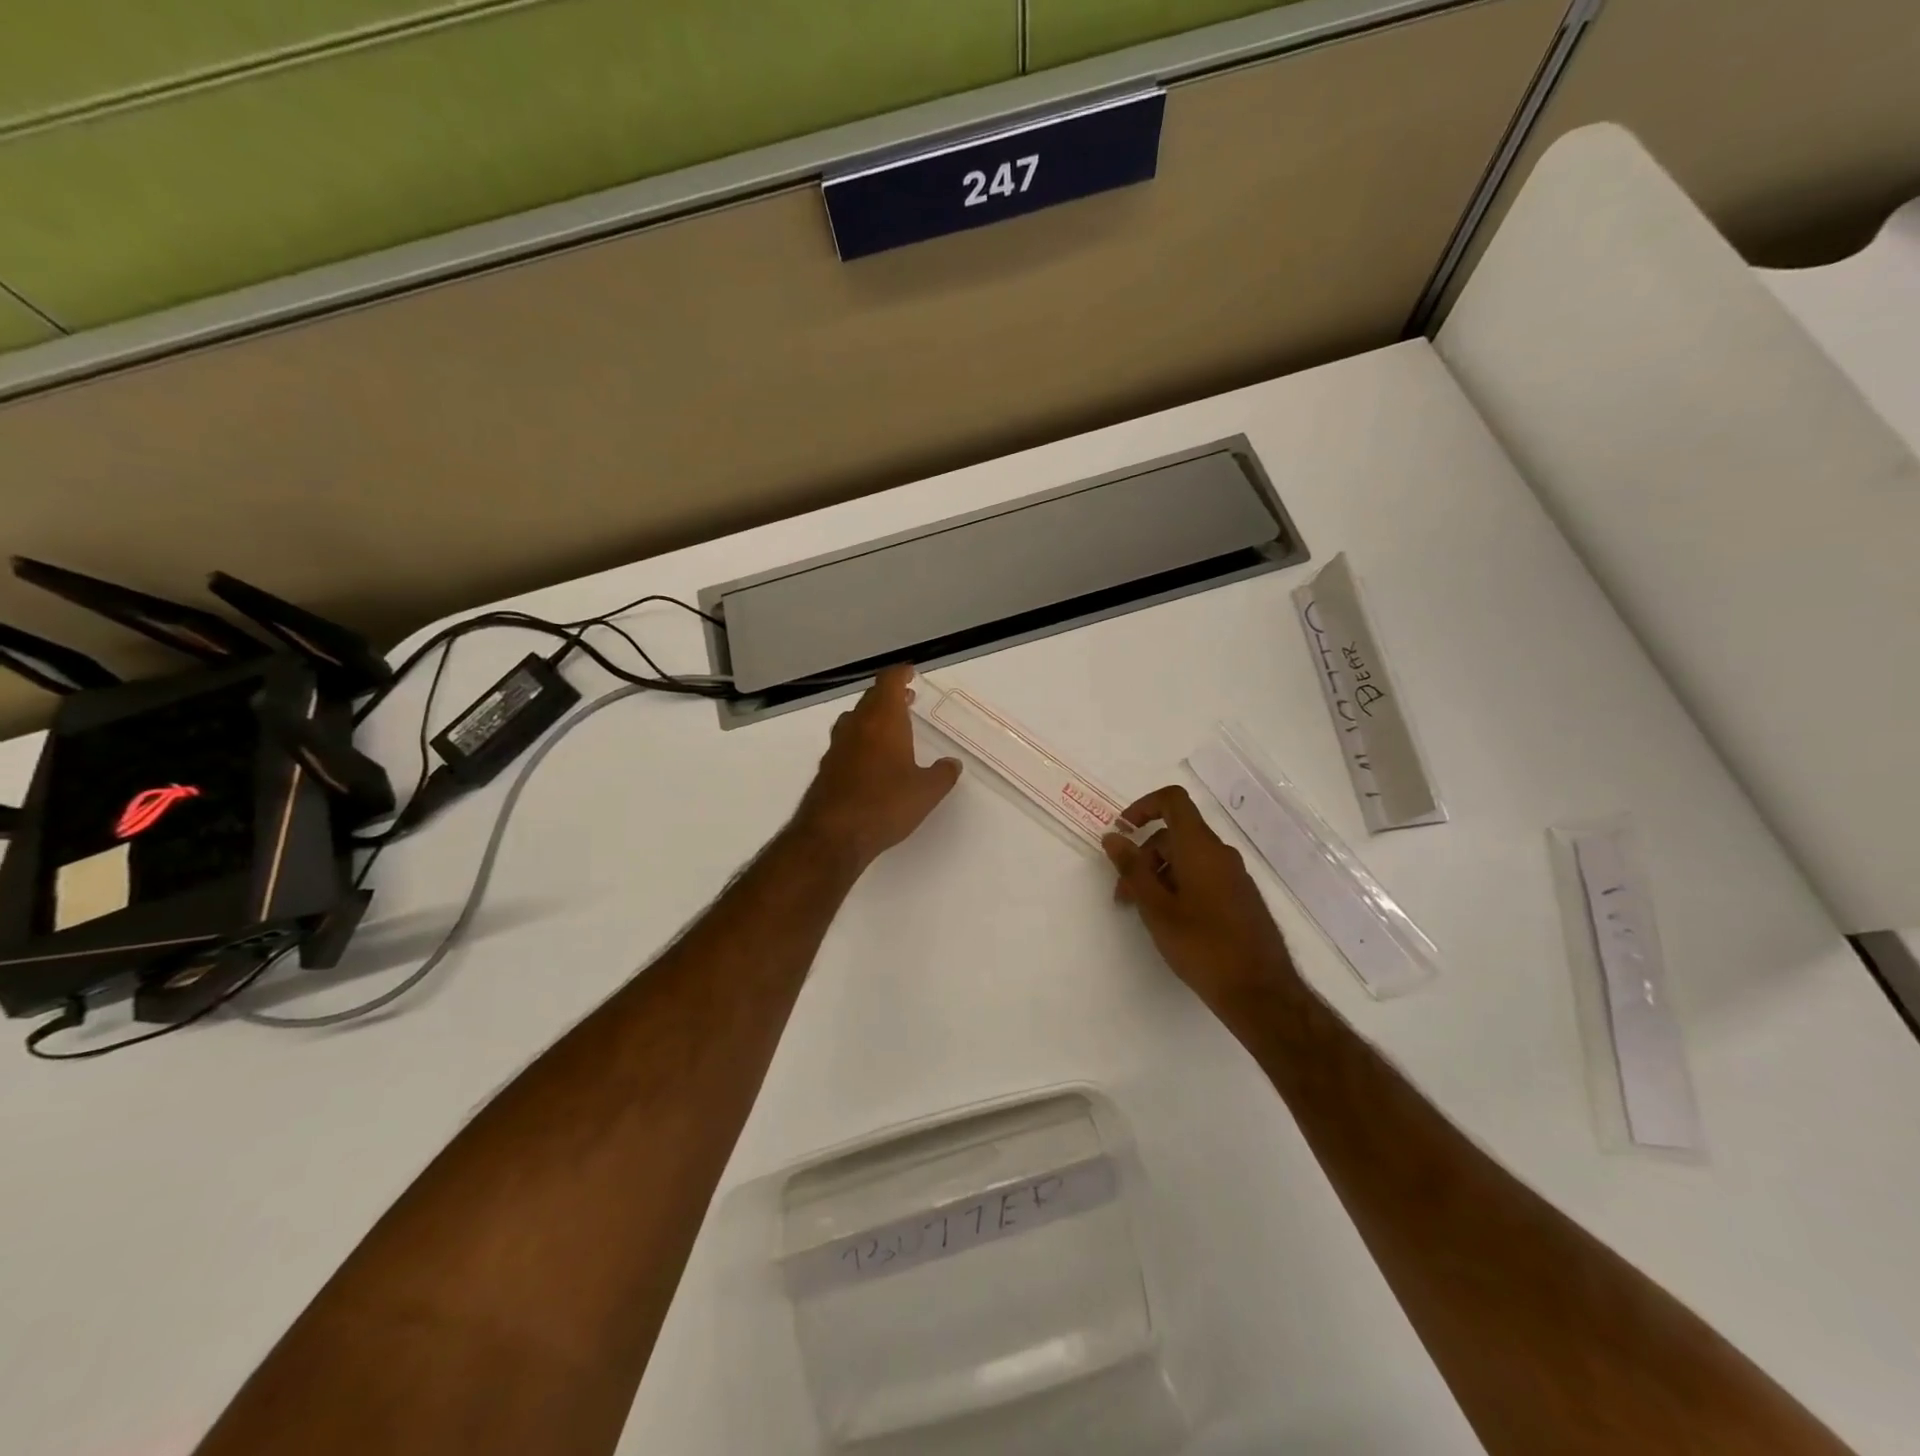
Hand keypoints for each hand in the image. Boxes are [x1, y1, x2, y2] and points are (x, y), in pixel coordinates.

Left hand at [793, 666, 960, 871]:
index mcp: (883, 720)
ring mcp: (838, 746)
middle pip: (871, 698)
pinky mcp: (827, 767)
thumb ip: (943, 774)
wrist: (833, 835)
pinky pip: (847, 742)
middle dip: (889, 696)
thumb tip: (952, 763)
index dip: (900, 674)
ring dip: (873, 717)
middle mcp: (857, 725)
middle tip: (907, 700)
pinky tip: (872, 760)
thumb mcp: (926, 792)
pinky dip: (861, 740)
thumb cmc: (885, 804)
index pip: (889, 682)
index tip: (911, 673)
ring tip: (891, 728)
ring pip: (856, 719)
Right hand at [1103, 785, 1294, 1007]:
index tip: (1123, 832)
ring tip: (1142, 913)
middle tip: (1123, 895)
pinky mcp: (1240, 897)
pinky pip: (1203, 876)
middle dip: (1142, 856)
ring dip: (1158, 875)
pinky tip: (1170, 921)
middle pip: (1174, 834)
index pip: (1173, 800)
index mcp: (1200, 848)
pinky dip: (1178, 886)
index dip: (1144, 806)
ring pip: (1187, 858)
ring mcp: (1234, 876)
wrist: (1260, 992)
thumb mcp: (1156, 908)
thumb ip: (1132, 869)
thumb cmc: (1202, 946)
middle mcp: (1220, 853)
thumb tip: (1113, 836)